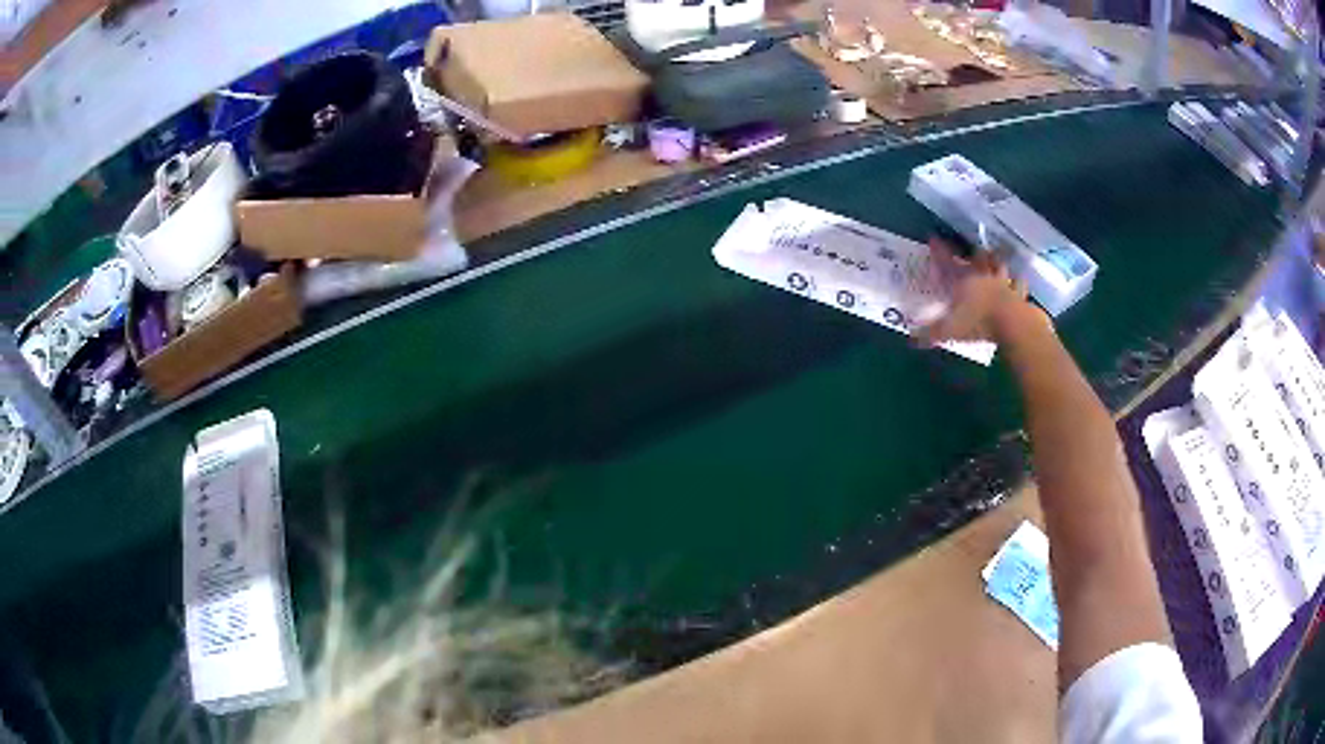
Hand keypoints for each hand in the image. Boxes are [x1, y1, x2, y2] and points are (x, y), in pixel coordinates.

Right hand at [915, 237, 1040, 346]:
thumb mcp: (949, 330)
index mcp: (965, 281)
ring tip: (997, 258)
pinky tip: (1020, 281)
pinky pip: (1019, 285)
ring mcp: (1004, 284)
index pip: (948, 262)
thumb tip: (910, 339)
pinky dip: (1019, 282)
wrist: (1012, 324)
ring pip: (1000, 267)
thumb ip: (930, 333)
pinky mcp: (1019, 296)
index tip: (933, 238)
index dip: (940, 251)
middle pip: (979, 259)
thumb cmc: (978, 322)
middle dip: (975, 254)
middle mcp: (984, 277)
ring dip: (998, 262)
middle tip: (974, 250)